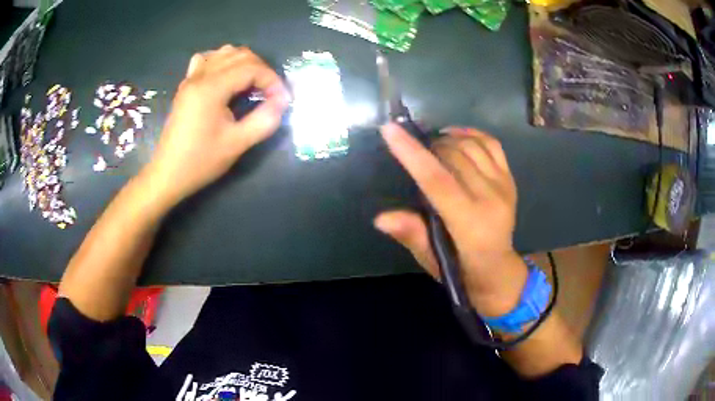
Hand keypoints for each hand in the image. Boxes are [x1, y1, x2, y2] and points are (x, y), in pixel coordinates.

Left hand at [143, 45, 289, 204]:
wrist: (168, 174)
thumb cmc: (200, 161)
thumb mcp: (237, 144)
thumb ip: (265, 120)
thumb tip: (283, 101)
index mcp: (212, 88)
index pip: (251, 68)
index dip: (272, 80)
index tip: (281, 100)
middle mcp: (201, 75)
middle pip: (240, 55)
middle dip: (261, 70)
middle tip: (270, 93)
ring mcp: (191, 78)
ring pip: (224, 53)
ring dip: (244, 63)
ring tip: (252, 85)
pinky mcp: (186, 86)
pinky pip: (207, 60)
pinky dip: (222, 62)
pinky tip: (226, 78)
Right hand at [374, 124, 527, 316]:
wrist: (499, 271)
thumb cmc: (461, 271)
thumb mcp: (431, 261)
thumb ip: (412, 235)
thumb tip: (381, 218)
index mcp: (469, 224)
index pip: (437, 180)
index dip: (412, 154)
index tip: (389, 129)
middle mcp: (490, 199)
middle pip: (453, 156)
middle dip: (428, 146)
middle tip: (414, 151)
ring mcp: (503, 186)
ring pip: (471, 145)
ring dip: (446, 139)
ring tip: (432, 147)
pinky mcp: (509, 179)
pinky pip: (492, 144)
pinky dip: (470, 134)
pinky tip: (455, 136)